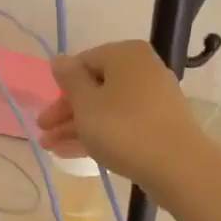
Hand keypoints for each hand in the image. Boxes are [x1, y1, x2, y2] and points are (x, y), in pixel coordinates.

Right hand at [37, 41, 204, 198]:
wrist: (177, 166)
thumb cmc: (123, 128)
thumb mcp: (86, 103)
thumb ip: (69, 79)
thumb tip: (59, 59)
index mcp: (125, 54)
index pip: (83, 63)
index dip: (60, 89)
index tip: (45, 113)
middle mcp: (142, 69)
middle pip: (95, 87)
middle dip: (66, 113)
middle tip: (43, 133)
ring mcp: (153, 98)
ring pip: (106, 109)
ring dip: (77, 127)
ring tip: (51, 148)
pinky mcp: (159, 124)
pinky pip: (121, 124)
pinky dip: (99, 134)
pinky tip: (73, 153)